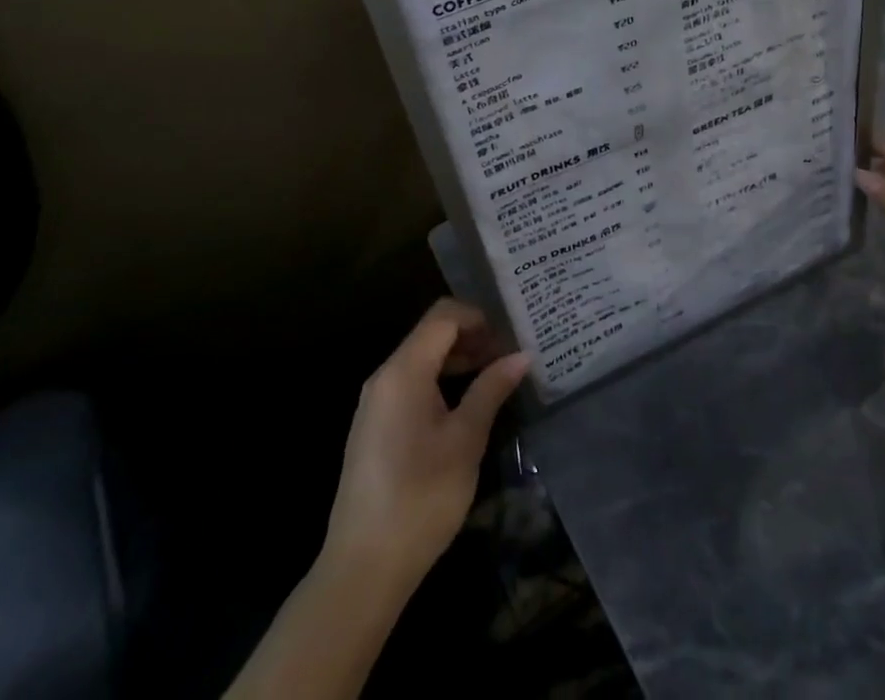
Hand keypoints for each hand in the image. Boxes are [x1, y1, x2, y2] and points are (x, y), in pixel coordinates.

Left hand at [322, 298, 530, 598]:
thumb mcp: (465, 441)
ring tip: (495, 379)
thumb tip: (522, 355)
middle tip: (509, 357)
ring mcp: (376, 402)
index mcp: (403, 371)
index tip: (511, 336)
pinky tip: (466, 406)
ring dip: (458, 360)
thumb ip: (491, 390)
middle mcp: (384, 376)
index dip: (479, 317)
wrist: (362, 569)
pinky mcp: (375, 426)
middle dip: (472, 337)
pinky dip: (440, 381)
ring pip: (422, 359)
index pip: (443, 316)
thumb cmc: (420, 498)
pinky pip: (411, 384)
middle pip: (431, 333)